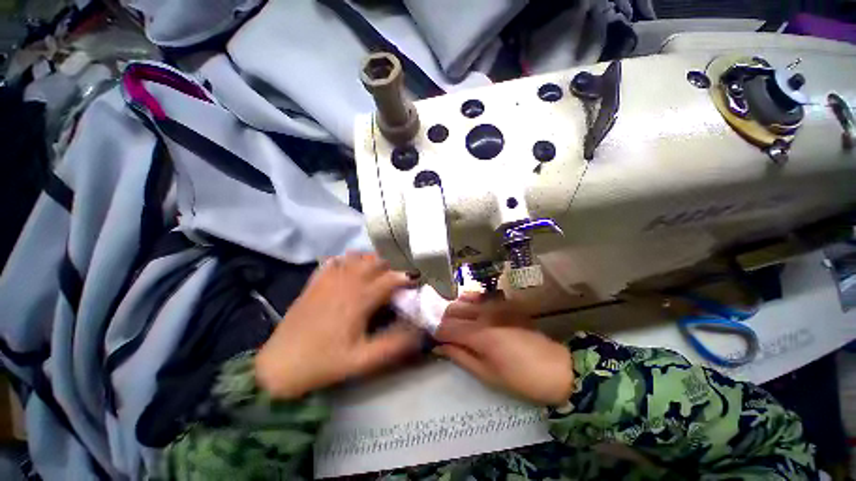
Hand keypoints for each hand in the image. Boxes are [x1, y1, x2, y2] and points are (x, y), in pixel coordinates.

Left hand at [255, 253, 421, 398]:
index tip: (414, 283)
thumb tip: (418, 332)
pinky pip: (335, 261)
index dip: (405, 278)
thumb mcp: (362, 361)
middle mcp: (346, 283)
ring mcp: (328, 279)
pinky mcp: (315, 282)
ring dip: (370, 261)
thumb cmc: (324, 362)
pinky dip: (347, 260)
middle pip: (374, 263)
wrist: (280, 365)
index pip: (389, 279)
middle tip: (395, 281)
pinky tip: (351, 269)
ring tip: (376, 274)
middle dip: (390, 268)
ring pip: (356, 257)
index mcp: (359, 299)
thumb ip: (393, 346)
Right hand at [434, 293, 573, 405]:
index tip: (434, 341)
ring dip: (455, 310)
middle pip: (451, 309)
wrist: (556, 367)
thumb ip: (460, 357)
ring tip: (457, 324)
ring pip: (463, 299)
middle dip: (443, 321)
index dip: (436, 334)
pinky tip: (472, 311)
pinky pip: (480, 296)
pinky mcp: (504, 302)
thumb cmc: (520, 378)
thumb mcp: (487, 375)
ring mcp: (495, 304)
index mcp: (478, 334)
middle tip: (445, 335)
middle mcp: (483, 313)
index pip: (445, 327)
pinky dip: (470, 301)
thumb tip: (439, 347)